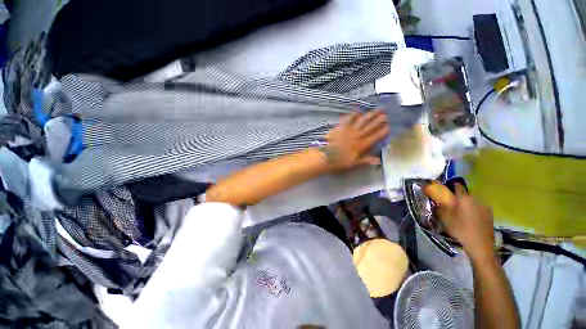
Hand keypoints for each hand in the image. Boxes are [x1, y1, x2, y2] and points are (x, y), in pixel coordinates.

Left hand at [324, 110, 388, 172]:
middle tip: (386, 114)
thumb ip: (365, 161)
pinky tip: (357, 111)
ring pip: (361, 121)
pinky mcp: (339, 127)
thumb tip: (378, 160)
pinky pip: (347, 119)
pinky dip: (352, 115)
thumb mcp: (352, 164)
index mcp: (360, 145)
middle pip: (369, 127)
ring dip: (369, 115)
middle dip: (378, 120)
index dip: (382, 131)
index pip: (374, 137)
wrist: (323, 156)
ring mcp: (347, 130)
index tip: (389, 126)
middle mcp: (356, 136)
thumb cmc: (337, 162)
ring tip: (376, 110)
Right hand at [424, 183, 494, 259]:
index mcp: (464, 198)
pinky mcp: (490, 214)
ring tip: (462, 212)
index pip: (457, 185)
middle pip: (466, 193)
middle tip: (452, 203)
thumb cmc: (460, 229)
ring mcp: (484, 206)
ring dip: (467, 203)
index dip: (451, 185)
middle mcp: (475, 199)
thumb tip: (436, 197)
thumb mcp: (445, 217)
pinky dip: (474, 209)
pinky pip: (479, 207)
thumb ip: (440, 205)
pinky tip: (471, 218)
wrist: (480, 245)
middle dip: (459, 196)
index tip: (445, 189)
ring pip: (473, 200)